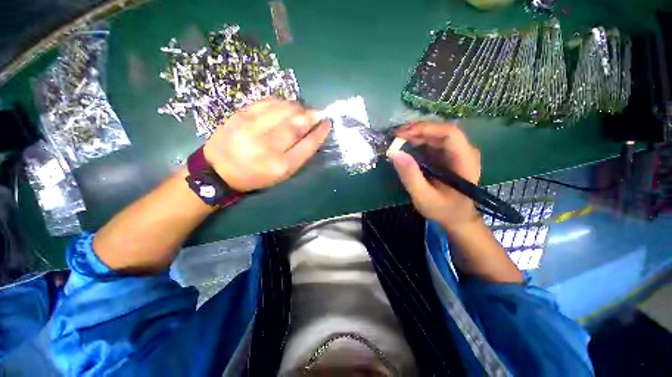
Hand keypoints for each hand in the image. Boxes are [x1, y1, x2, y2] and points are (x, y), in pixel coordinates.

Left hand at [203, 98, 330, 191]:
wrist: (218, 170)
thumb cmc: (256, 176)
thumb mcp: (281, 174)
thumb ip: (299, 155)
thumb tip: (313, 132)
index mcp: (281, 165)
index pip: (308, 145)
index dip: (320, 132)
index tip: (328, 123)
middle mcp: (268, 146)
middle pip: (297, 124)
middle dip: (312, 115)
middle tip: (318, 113)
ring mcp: (252, 128)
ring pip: (284, 109)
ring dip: (298, 108)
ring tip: (302, 111)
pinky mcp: (241, 115)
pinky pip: (268, 102)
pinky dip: (282, 102)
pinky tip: (285, 106)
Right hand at [387, 122, 480, 229]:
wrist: (457, 218)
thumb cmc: (443, 210)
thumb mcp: (423, 196)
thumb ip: (410, 176)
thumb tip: (394, 153)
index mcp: (464, 160)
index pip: (449, 133)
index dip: (424, 129)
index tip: (401, 135)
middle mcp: (465, 151)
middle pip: (441, 131)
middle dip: (417, 130)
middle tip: (395, 137)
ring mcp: (457, 153)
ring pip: (437, 135)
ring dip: (416, 135)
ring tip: (397, 141)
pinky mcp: (449, 156)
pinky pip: (434, 142)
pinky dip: (418, 142)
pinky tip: (406, 146)